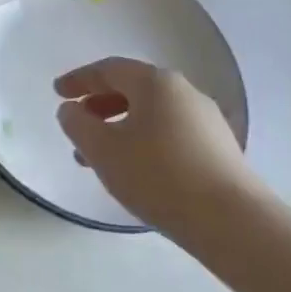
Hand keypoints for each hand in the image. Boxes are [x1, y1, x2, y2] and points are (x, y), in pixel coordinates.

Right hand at [54, 57, 260, 240]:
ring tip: (98, 157)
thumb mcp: (101, 148)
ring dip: (119, 128)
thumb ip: (77, 123)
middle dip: (99, 105)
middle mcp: (185, 93)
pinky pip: (170, 134)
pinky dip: (143, 142)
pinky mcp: (219, 150)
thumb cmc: (157, 175)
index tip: (57, 93)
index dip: (79, 79)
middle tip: (77, 124)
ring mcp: (207, 121)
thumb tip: (71, 110)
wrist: (232, 222)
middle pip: (132, 89)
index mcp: (156, 83)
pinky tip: (133, 170)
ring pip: (151, 115)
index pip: (109, 69)